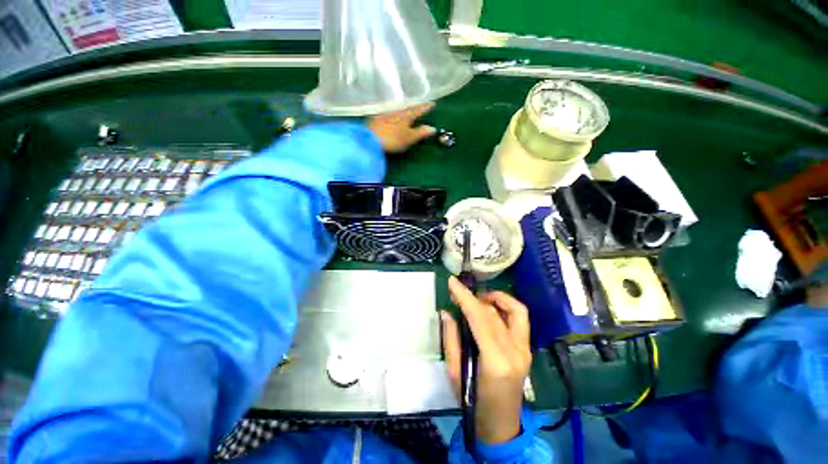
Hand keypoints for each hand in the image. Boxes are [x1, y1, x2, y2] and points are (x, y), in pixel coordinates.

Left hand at [366, 103, 435, 152]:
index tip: (432, 103)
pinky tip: (393, 116)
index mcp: (406, 116)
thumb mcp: (409, 138)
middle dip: (415, 107)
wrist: (370, 140)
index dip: (425, 107)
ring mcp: (386, 114)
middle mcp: (396, 111)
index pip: (418, 110)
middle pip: (408, 108)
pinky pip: (390, 113)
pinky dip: (395, 114)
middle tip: (420, 106)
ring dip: (404, 109)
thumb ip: (420, 133)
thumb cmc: (393, 140)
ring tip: (408, 110)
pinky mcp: (377, 119)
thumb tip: (432, 128)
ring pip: (398, 110)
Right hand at [441, 276, 531, 444]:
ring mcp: (525, 349)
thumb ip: (451, 339)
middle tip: (458, 293)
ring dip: (494, 298)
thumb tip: (446, 312)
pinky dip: (506, 306)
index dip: (465, 297)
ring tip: (476, 297)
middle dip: (473, 297)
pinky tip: (492, 307)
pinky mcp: (527, 349)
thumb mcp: (454, 372)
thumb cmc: (473, 403)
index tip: (453, 282)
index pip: (479, 318)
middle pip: (493, 312)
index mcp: (495, 360)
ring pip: (514, 310)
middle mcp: (515, 350)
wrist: (501, 425)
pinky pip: (519, 318)